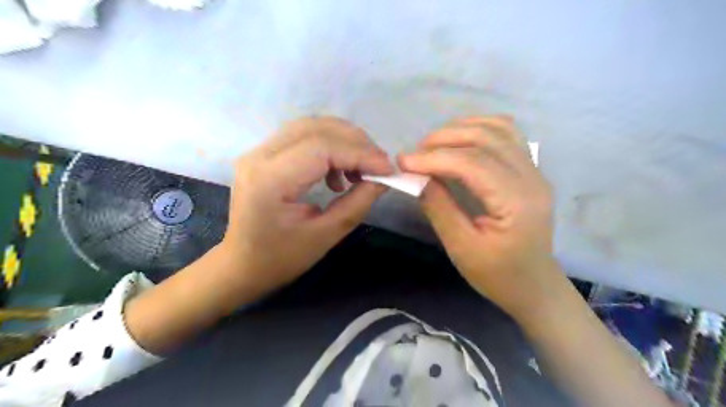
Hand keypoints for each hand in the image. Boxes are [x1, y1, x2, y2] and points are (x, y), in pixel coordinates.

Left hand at [221, 116, 394, 297]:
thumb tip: (384, 178)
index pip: (322, 148)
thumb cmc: (281, 259)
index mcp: (270, 180)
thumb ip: (358, 202)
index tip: (388, 169)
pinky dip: (329, 146)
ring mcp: (258, 151)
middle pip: (316, 128)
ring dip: (344, 141)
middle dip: (356, 143)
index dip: (360, 153)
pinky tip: (337, 173)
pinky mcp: (264, 154)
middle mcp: (259, 156)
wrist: (242, 264)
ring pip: (311, 126)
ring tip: (360, 169)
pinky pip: (303, 136)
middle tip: (379, 165)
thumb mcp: (326, 235)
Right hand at [400, 114, 556, 316]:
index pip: (472, 163)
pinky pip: (506, 134)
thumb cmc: (497, 275)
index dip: (434, 158)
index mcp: (516, 202)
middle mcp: (531, 178)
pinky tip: (459, 140)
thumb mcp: (461, 248)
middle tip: (414, 154)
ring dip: (460, 129)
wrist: (534, 285)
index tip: (403, 162)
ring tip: (432, 145)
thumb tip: (417, 177)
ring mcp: (534, 171)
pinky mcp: (530, 170)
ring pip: (498, 128)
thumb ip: (439, 208)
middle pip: (485, 138)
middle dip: (443, 139)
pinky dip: (478, 129)